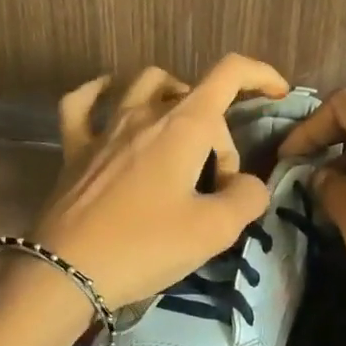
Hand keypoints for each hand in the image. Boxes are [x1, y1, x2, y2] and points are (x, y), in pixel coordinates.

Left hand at [30, 54, 290, 308]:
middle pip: (195, 97)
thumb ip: (246, 198)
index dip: (261, 75)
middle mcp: (144, 114)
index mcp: (183, 126)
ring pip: (144, 84)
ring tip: (182, 134)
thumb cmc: (145, 246)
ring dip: (172, 97)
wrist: (67, 271)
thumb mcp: (214, 230)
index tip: (278, 95)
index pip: (229, 74)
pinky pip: (83, 103)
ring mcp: (105, 128)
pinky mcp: (75, 148)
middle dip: (218, 134)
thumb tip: (247, 185)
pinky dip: (101, 92)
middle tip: (217, 185)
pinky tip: (110, 98)